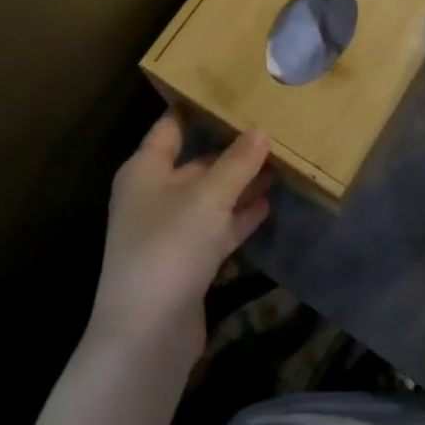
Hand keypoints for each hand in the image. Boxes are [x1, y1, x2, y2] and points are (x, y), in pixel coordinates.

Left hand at [87, 114, 272, 365]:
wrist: (146, 334)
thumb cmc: (170, 247)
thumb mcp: (209, 197)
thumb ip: (238, 162)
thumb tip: (261, 131)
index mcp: (145, 170)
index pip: (172, 125)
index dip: (199, 106)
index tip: (232, 90)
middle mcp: (153, 195)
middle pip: (195, 161)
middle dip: (231, 148)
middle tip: (271, 128)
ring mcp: (168, 231)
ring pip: (209, 196)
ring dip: (240, 183)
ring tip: (279, 164)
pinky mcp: (185, 261)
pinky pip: (216, 228)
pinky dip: (239, 217)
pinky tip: (267, 204)